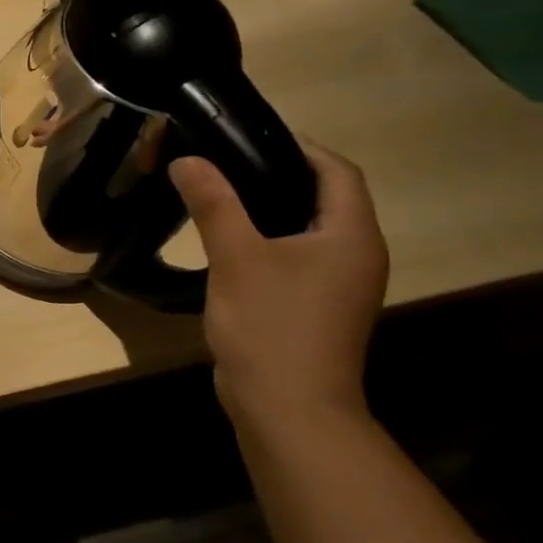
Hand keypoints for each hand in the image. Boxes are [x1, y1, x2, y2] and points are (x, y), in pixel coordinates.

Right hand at [170, 144, 387, 430]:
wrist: (287, 408)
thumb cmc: (271, 325)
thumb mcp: (237, 257)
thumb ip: (213, 203)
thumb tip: (187, 159)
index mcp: (351, 235)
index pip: (336, 171)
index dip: (298, 146)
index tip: (245, 134)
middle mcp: (355, 254)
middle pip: (324, 197)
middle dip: (276, 174)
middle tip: (221, 161)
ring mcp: (338, 285)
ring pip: (306, 229)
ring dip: (268, 208)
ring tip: (217, 194)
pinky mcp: (315, 307)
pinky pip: (295, 257)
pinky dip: (265, 239)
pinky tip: (227, 242)